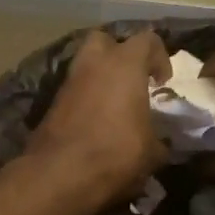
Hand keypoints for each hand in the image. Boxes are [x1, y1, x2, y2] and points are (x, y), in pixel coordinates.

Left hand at [24, 29, 169, 211]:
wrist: (60, 174)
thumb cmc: (116, 153)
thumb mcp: (152, 152)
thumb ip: (160, 139)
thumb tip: (161, 143)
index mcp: (125, 64)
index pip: (148, 40)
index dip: (160, 57)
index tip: (163, 83)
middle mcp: (94, 63)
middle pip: (106, 40)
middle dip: (120, 54)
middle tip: (132, 80)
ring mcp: (69, 82)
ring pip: (86, 65)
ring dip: (100, 77)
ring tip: (114, 104)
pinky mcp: (52, 103)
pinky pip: (75, 90)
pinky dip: (86, 98)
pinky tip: (95, 121)